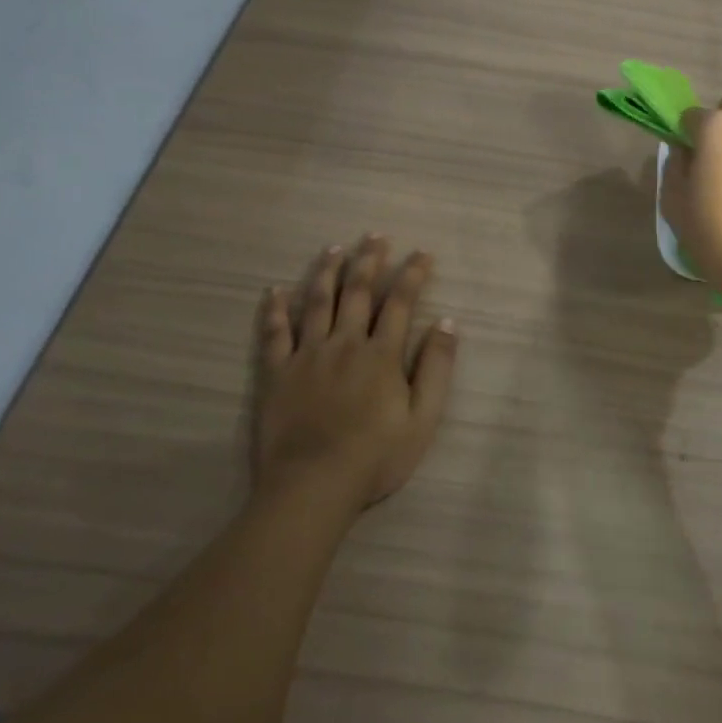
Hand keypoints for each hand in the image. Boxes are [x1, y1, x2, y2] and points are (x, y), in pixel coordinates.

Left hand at [250, 235, 457, 509]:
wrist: (313, 486)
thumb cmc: (376, 457)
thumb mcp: (423, 418)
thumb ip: (436, 368)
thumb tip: (446, 323)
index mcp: (381, 355)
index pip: (400, 303)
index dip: (412, 275)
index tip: (422, 253)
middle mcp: (344, 344)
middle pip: (357, 293)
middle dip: (369, 261)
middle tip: (375, 236)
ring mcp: (307, 356)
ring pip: (317, 303)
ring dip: (327, 272)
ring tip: (334, 248)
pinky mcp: (277, 373)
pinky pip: (275, 333)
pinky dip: (276, 309)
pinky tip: (276, 290)